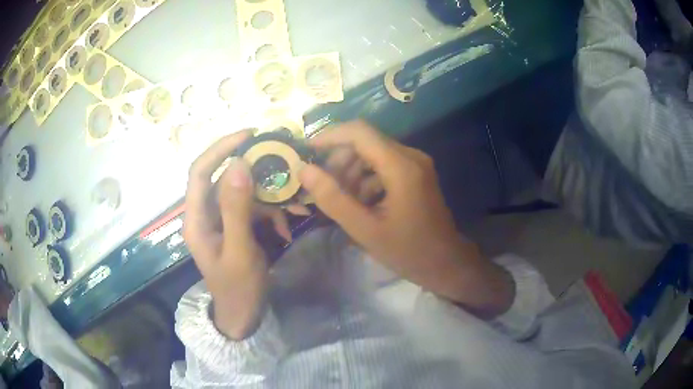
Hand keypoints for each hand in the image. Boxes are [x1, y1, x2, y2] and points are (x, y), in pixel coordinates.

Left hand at [184, 131, 307, 338]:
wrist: (244, 316)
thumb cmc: (238, 289)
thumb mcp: (240, 251)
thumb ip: (237, 209)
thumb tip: (238, 164)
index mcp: (196, 219)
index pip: (200, 171)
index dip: (220, 149)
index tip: (249, 135)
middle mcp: (205, 214)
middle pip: (224, 178)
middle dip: (254, 171)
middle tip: (281, 162)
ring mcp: (222, 220)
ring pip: (243, 193)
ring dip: (269, 198)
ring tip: (295, 207)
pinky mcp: (236, 227)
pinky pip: (253, 209)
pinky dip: (272, 215)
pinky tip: (287, 229)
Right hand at [299, 121, 513, 317]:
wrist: (446, 262)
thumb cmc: (408, 251)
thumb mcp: (365, 229)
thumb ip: (333, 199)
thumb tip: (304, 171)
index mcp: (401, 166)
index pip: (360, 132)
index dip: (331, 136)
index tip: (308, 151)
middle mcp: (411, 156)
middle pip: (366, 141)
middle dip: (340, 160)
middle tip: (325, 187)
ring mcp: (416, 164)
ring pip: (373, 153)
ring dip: (352, 171)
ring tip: (342, 200)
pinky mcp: (416, 173)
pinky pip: (384, 165)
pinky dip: (367, 178)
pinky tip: (360, 202)